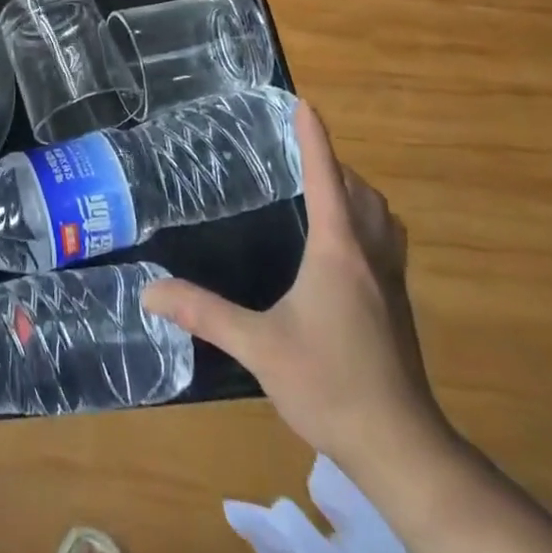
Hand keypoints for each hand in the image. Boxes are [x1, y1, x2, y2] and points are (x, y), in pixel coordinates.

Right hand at [142, 101, 450, 486]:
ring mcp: (391, 284)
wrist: (402, 447)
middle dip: (335, 164)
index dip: (314, 139)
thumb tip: (149, 291)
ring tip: (326, 190)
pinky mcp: (398, 308)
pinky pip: (389, 244)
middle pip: (361, 193)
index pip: (326, 179)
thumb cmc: (330, 385)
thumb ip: (204, 313)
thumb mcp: (258, 347)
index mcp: (337, 253)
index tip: (303, 104)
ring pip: (384, 218)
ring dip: (358, 194)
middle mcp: (370, 257)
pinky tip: (345, 248)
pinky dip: (369, 224)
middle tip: (302, 152)